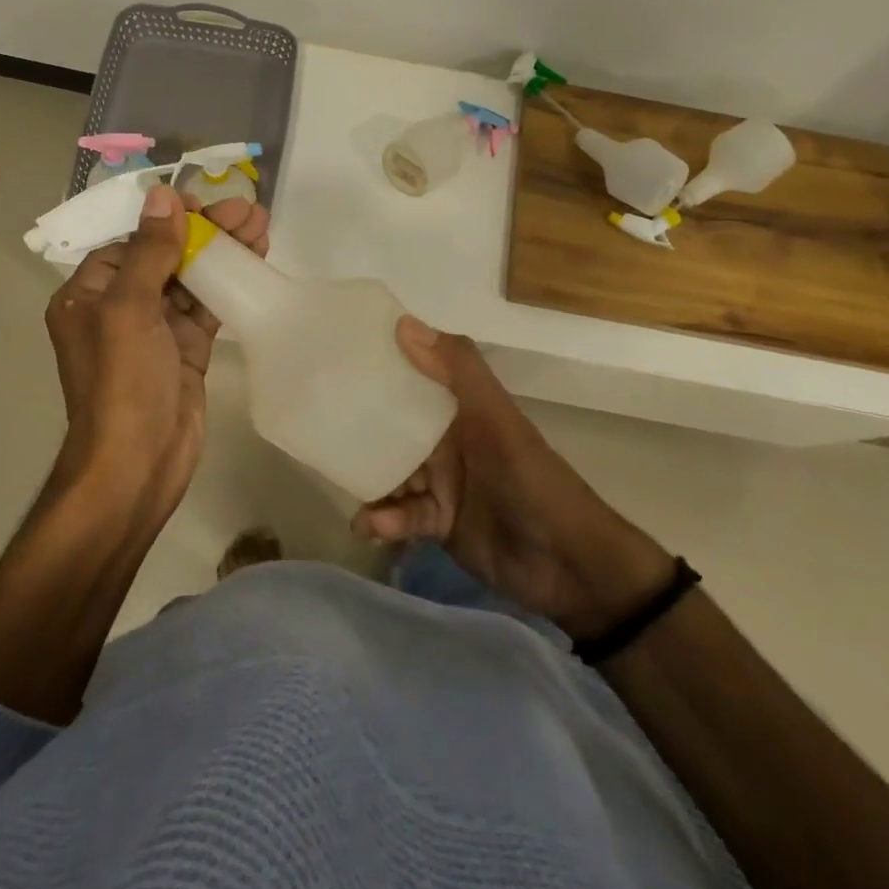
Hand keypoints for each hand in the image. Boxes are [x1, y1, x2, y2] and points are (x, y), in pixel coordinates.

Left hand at [43, 185, 269, 514]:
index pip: (130, 242)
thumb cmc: (123, 383)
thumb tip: (162, 196)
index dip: (168, 219)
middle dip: (205, 231)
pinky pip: (206, 306)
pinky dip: (229, 284)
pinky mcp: (184, 349)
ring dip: (223, 252)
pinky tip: (255, 261)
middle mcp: (118, 308)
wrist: (139, 464)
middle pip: (165, 256)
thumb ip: (148, 251)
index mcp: (88, 295)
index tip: (205, 202)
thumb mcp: (129, 309)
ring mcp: (154, 330)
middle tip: (248, 210)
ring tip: (261, 225)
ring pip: (190, 278)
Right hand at [353, 319, 675, 639]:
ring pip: (392, 472)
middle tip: (319, 428)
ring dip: (370, 479)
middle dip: (361, 428)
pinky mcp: (438, 523)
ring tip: (343, 484)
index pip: (414, 378)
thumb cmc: (531, 480)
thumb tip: (402, 323)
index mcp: (462, 409)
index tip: (337, 360)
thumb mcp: (496, 419)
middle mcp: (448, 441)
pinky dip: (384, 519)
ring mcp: (442, 483)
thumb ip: (456, 370)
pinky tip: (369, 525)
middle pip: (394, 427)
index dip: (381, 367)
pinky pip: (402, 515)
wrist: (568, 564)